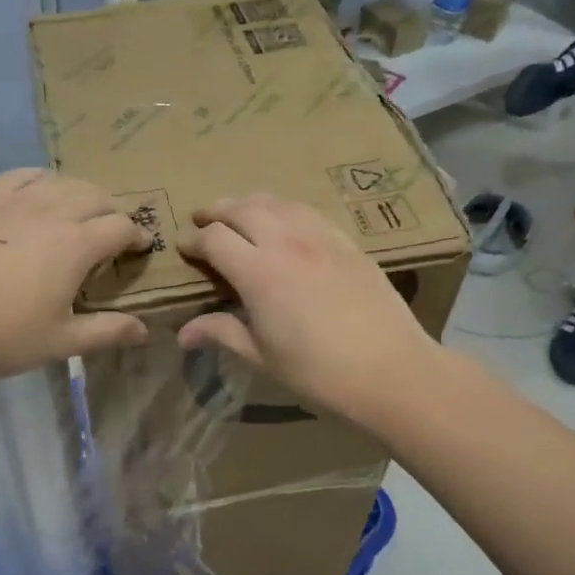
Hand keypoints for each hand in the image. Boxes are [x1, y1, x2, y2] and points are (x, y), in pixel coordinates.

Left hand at [0, 169, 151, 378]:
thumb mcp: (58, 342)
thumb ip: (105, 332)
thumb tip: (144, 330)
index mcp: (75, 244)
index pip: (120, 226)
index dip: (137, 235)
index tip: (139, 248)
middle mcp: (50, 210)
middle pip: (95, 195)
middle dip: (112, 210)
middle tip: (111, 233)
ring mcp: (12, 198)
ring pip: (60, 180)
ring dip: (79, 193)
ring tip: (77, 212)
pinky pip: (21, 174)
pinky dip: (40, 180)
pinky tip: (36, 193)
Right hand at [174, 193, 438, 426]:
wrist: (391, 371)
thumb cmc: (318, 372)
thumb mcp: (262, 357)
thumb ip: (222, 333)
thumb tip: (183, 333)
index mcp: (258, 273)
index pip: (214, 239)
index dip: (193, 240)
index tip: (183, 249)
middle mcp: (286, 243)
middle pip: (242, 208)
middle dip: (215, 211)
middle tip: (202, 221)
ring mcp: (321, 238)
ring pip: (276, 202)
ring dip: (249, 204)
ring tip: (238, 215)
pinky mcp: (347, 242)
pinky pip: (307, 211)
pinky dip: (284, 209)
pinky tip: (283, 222)